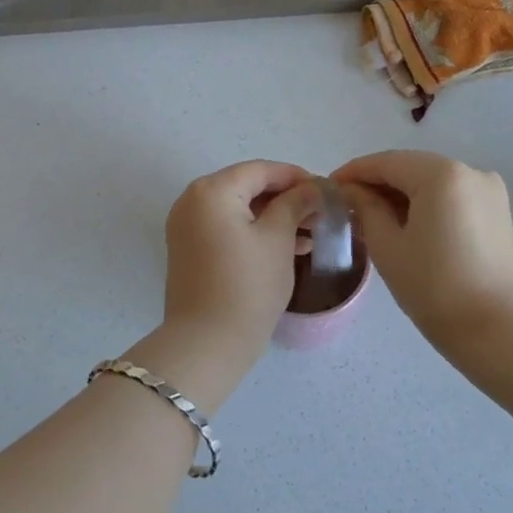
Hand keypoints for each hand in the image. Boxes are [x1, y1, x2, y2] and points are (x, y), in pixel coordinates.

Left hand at [163, 161, 321, 341]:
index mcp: (211, 190)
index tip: (326, 190)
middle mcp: (192, 200)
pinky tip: (290, 247)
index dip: (296, 177)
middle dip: (286, 198)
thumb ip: (295, 204)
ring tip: (312, 233)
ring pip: (238, 210)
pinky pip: (227, 228)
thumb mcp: (278, 239)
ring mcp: (186, 226)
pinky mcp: (189, 250)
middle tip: (320, 213)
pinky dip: (254, 232)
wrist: (207, 343)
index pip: (260, 170)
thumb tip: (313, 187)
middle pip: (247, 187)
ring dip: (274, 217)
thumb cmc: (247, 285)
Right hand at [332, 151, 512, 350]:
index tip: (327, 189)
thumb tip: (352, 191)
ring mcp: (489, 192)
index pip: (385, 162)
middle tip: (346, 207)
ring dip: (400, 195)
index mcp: (442, 174)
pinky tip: (406, 227)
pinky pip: (451, 198)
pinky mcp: (498, 213)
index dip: (353, 173)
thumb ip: (366, 209)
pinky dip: (425, 205)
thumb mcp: (388, 247)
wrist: (502, 333)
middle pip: (411, 168)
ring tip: (372, 220)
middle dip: (377, 184)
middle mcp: (470, 171)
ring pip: (431, 183)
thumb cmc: (437, 288)